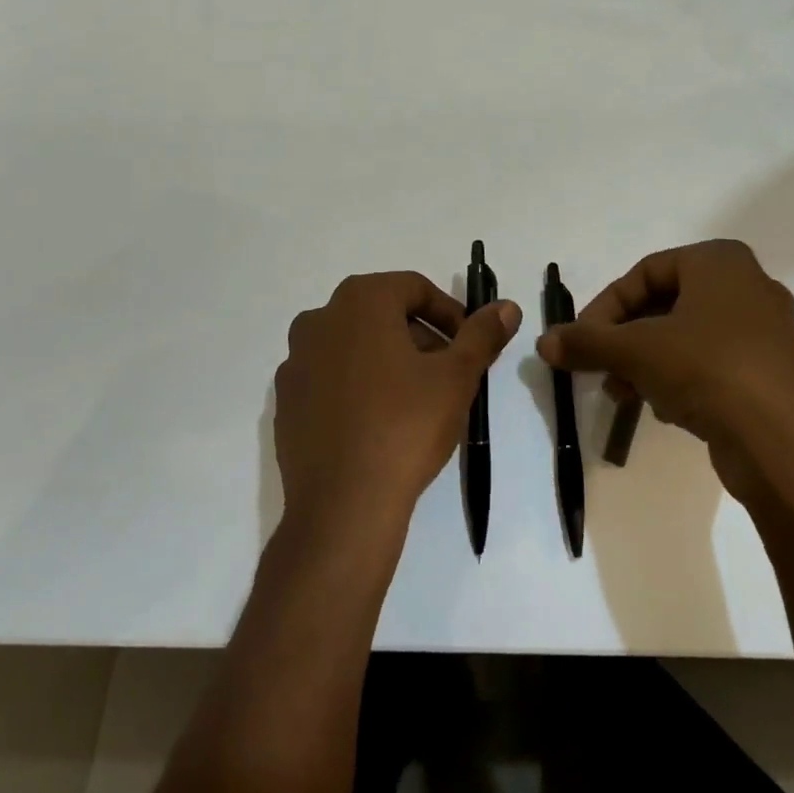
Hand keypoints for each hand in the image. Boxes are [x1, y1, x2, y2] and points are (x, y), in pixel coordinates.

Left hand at [274, 272, 520, 543]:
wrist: (344, 505)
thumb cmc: (406, 426)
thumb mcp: (457, 377)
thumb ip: (482, 334)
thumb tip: (507, 307)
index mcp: (359, 301)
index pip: (413, 288)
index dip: (449, 313)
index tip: (468, 346)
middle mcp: (319, 319)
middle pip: (382, 314)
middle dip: (420, 337)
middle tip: (448, 374)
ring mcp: (296, 361)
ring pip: (354, 346)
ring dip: (388, 360)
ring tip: (416, 400)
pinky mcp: (286, 401)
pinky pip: (330, 379)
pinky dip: (357, 386)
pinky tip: (378, 423)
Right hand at [535, 240, 793, 504]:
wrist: (785, 444)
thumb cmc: (708, 370)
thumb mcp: (636, 351)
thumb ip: (587, 342)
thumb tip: (544, 342)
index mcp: (720, 262)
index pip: (644, 273)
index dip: (604, 307)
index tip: (581, 341)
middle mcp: (747, 286)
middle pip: (664, 305)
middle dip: (624, 340)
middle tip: (599, 368)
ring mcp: (764, 331)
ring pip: (685, 337)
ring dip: (646, 363)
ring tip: (624, 394)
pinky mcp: (769, 372)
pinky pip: (711, 364)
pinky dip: (680, 379)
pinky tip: (665, 409)